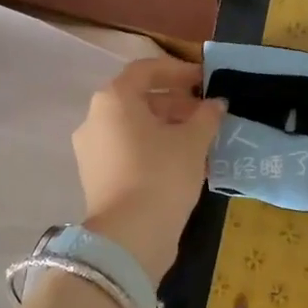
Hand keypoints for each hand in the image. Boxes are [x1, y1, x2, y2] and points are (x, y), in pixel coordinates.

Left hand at [73, 58, 224, 281]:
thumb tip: (215, 104)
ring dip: (167, 127)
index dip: (179, 71)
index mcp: (114, 99)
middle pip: (139, 99)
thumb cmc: (162, 175)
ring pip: (134, 127)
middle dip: (176, 103)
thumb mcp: (193, 141)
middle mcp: (95, 119)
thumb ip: (206, 116)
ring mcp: (92, 150)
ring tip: (200, 140)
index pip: (147, 70)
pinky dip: (153, 148)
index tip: (205, 81)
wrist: (130, 237)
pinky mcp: (96, 177)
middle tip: (207, 115)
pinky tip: (182, 162)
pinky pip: (128, 150)